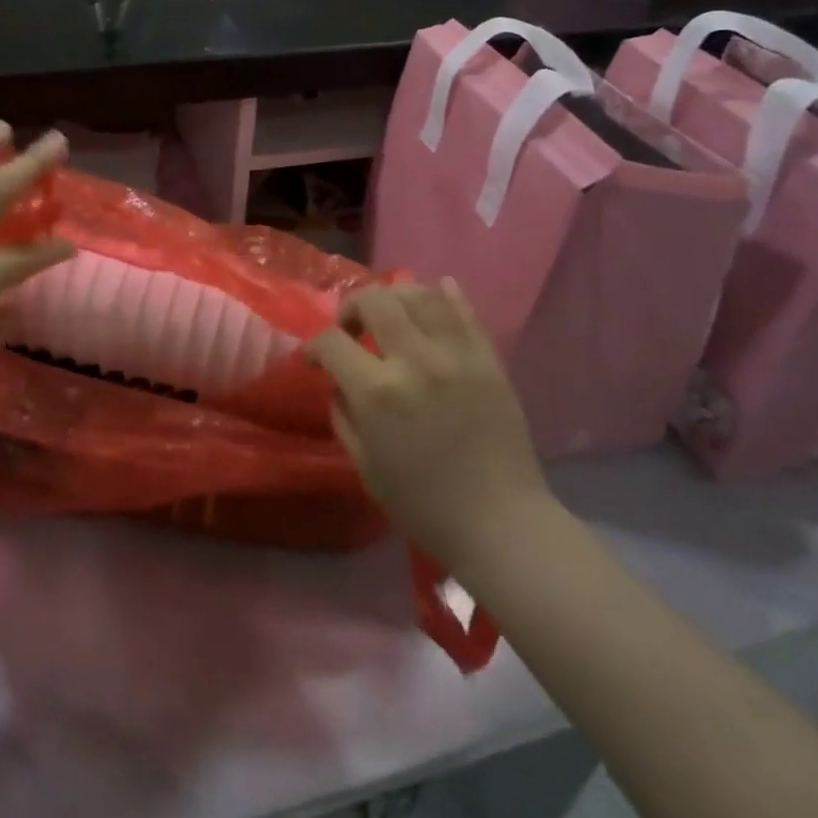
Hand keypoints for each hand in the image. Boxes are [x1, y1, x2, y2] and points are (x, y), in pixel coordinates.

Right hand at [306, 281, 548, 573]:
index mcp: (378, 392)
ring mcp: (456, 355)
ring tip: (391, 313)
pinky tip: (435, 293)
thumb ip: (343, 415)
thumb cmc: (424, 505)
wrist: (501, 524)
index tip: (316, 359)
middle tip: (352, 328)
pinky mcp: (488, 358)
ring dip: (396, 296)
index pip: (332, 341)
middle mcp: (415, 360)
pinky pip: (466, 310)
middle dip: (353, 307)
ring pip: (420, 294)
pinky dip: (446, 294)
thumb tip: (338, 382)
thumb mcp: (364, 466)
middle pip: (375, 300)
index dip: (315, 346)